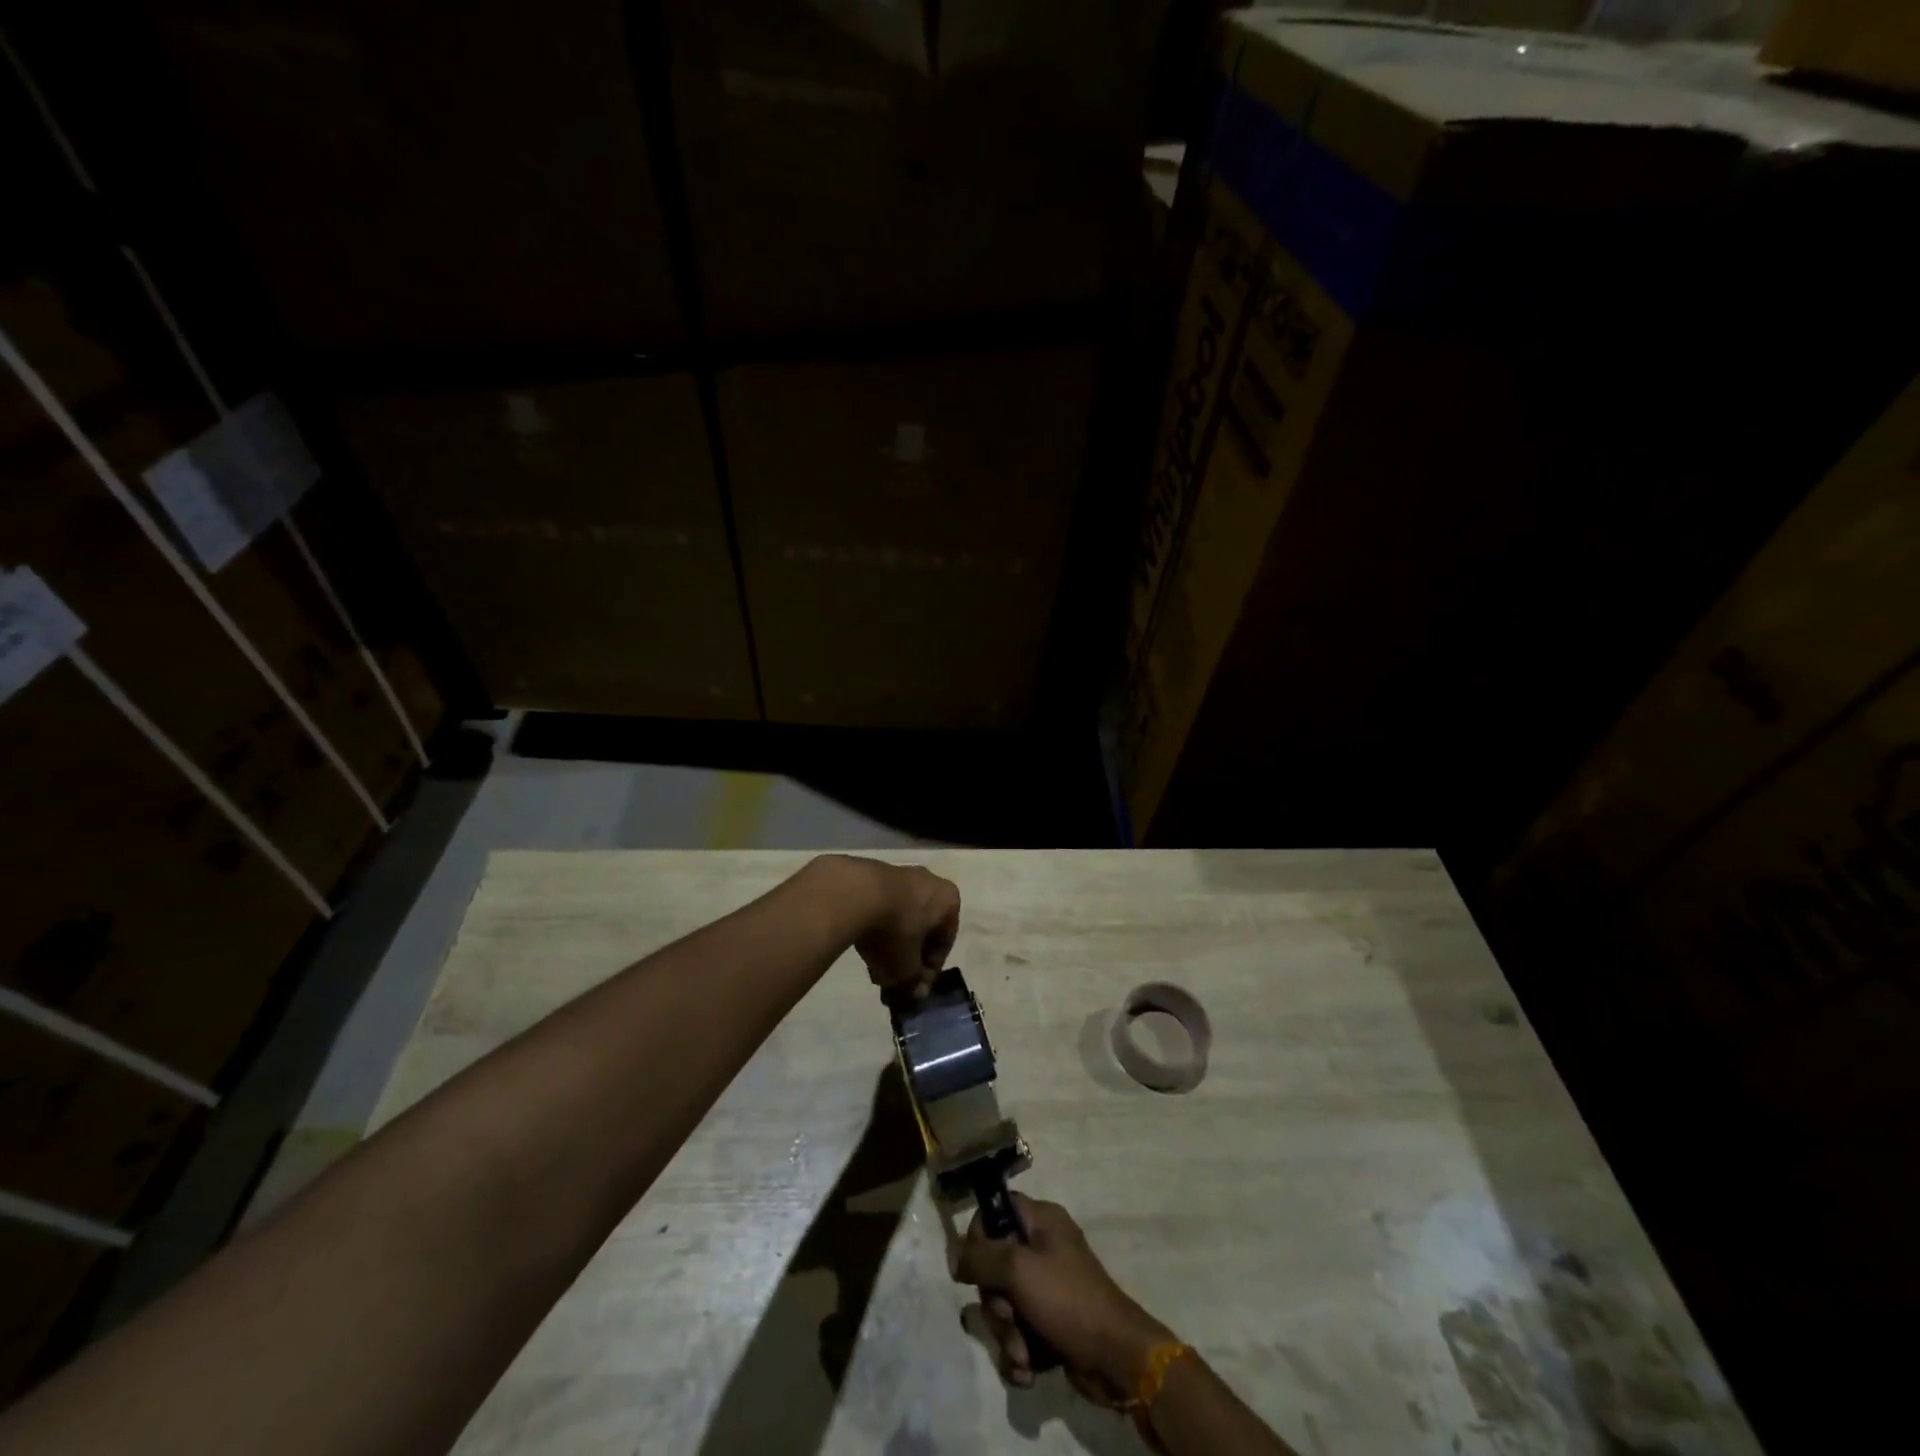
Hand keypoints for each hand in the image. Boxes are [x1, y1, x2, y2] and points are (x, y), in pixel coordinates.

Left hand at [813, 856, 959, 994]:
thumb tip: (917, 993)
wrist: (853, 892)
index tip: (913, 985)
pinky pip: (882, 905)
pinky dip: (875, 925)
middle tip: (892, 977)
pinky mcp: (873, 873)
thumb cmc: (894, 930)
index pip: (945, 941)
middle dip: (908, 956)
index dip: (929, 969)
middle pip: (922, 928)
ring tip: (872, 965)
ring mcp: (900, 874)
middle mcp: (929, 882)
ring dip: (891, 942)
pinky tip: (861, 943)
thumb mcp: (907, 967)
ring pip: (901, 917)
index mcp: (948, 900)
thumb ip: (915, 982)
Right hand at [953, 1194, 1172, 1400]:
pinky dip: (1019, 1353)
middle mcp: (1043, 1248)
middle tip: (1008, 1317)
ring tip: (1023, 1355)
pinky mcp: (1050, 1324)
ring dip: (1007, 1335)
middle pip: (995, 1265)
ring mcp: (1047, 1288)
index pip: (997, 1210)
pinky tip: (1028, 1370)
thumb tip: (956, 1257)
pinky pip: (1018, 1332)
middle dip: (996, 1303)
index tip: (974, 1266)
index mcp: (1041, 1220)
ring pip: (1004, 1305)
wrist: (1116, 1359)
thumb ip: (981, 1257)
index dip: (980, 1235)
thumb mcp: (1018, 1269)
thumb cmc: (1067, 1300)